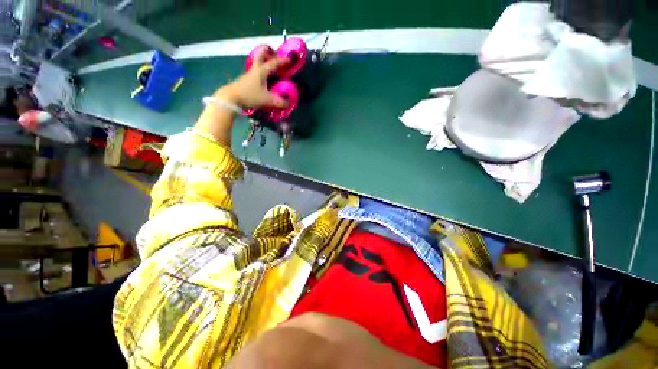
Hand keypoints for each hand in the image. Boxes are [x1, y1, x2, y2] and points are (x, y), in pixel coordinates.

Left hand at [216, 50, 288, 108]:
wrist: (231, 98)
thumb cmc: (250, 95)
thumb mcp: (267, 100)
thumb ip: (278, 102)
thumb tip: (287, 103)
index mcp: (261, 71)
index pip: (273, 63)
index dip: (282, 61)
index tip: (289, 59)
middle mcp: (255, 69)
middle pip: (260, 55)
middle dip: (266, 51)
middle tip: (272, 51)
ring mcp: (249, 74)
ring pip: (257, 62)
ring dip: (263, 60)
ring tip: (269, 63)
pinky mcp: (245, 80)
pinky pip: (255, 71)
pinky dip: (261, 70)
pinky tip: (263, 77)